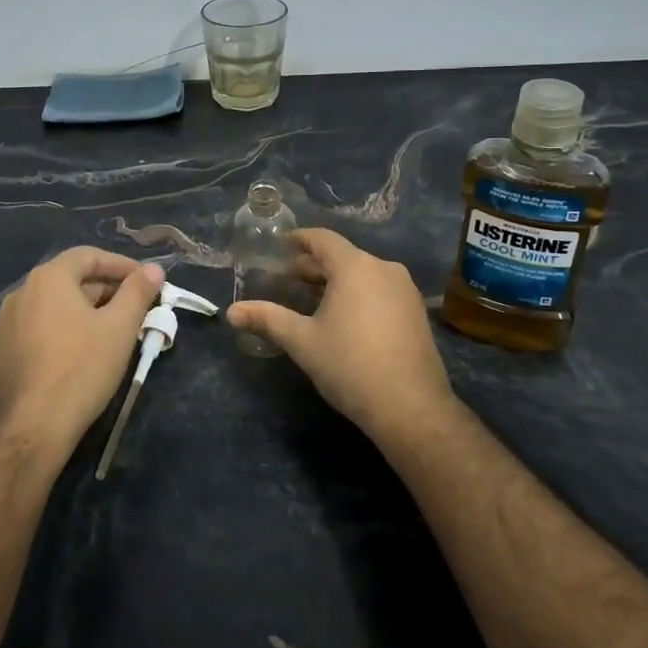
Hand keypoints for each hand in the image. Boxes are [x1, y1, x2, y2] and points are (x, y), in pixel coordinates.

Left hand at [0, 248, 163, 457]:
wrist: (33, 427)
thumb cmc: (82, 368)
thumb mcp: (120, 328)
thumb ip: (138, 292)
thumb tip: (154, 268)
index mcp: (48, 279)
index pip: (89, 256)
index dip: (121, 265)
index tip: (146, 281)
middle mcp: (21, 293)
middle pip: (71, 280)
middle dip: (106, 291)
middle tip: (136, 310)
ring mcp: (7, 324)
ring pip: (55, 306)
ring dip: (86, 311)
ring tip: (113, 332)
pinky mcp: (3, 352)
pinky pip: (40, 329)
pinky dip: (65, 330)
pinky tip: (82, 354)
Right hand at [227, 229, 453, 435]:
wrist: (411, 407)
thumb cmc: (350, 365)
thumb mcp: (302, 341)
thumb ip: (267, 319)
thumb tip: (231, 312)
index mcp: (355, 267)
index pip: (323, 239)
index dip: (299, 239)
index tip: (281, 245)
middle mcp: (384, 269)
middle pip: (343, 256)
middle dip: (314, 265)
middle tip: (288, 278)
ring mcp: (405, 291)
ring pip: (363, 274)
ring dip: (336, 281)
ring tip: (312, 299)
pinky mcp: (416, 312)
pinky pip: (380, 290)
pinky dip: (358, 294)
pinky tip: (344, 317)